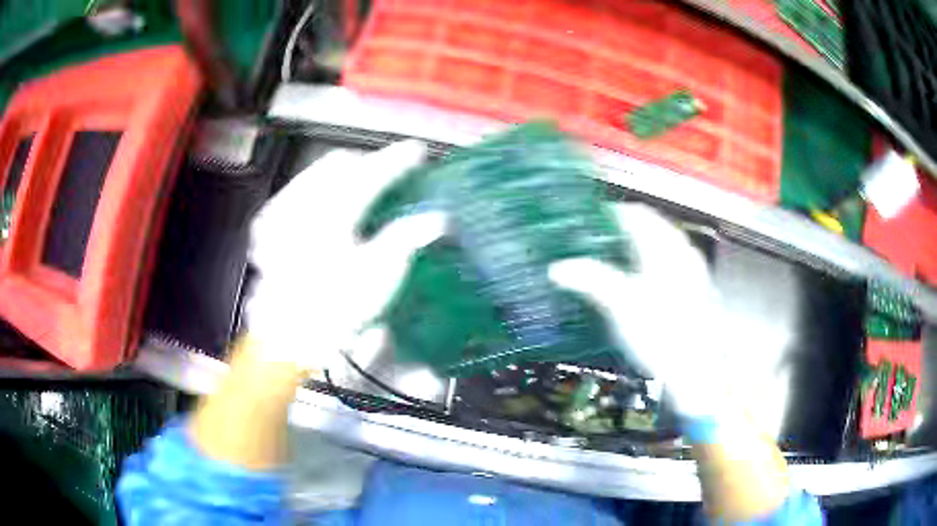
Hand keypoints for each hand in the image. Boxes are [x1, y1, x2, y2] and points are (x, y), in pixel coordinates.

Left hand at [246, 141, 444, 372]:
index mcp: (332, 214)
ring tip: (361, 185)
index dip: (397, 159)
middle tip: (389, 172)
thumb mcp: (378, 277)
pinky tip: (327, 204)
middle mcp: (301, 203)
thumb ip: (407, 238)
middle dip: (367, 162)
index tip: (417, 151)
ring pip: (315, 172)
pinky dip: (316, 187)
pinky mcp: (267, 224)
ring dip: (343, 173)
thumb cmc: (336, 310)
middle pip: (340, 163)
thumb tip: (441, 219)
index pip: (371, 173)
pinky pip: (295, 190)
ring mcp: (279, 212)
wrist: (286, 337)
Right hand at [549, 203, 732, 420]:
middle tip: (597, 240)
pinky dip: (652, 266)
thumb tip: (557, 268)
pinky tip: (641, 285)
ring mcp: (693, 275)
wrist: (698, 373)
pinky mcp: (696, 295)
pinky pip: (671, 266)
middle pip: (652, 228)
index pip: (637, 215)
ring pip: (663, 247)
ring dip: (639, 247)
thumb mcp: (622, 306)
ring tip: (615, 260)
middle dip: (624, 230)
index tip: (589, 220)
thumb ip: (591, 280)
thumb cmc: (663, 336)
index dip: (611, 213)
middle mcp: (683, 254)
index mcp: (666, 249)